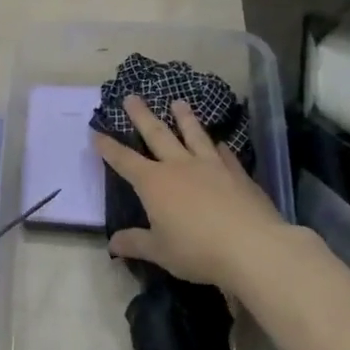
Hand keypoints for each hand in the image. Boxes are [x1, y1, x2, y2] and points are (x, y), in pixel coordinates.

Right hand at [93, 94, 288, 290]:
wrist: (253, 248)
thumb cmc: (197, 250)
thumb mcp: (160, 251)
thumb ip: (135, 243)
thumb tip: (112, 243)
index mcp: (154, 183)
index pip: (124, 161)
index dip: (108, 147)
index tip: (95, 132)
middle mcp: (180, 166)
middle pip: (157, 134)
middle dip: (141, 116)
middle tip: (131, 97)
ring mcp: (211, 166)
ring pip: (193, 135)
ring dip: (184, 118)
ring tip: (177, 102)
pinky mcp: (238, 174)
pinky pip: (224, 154)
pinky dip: (218, 146)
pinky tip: (219, 142)